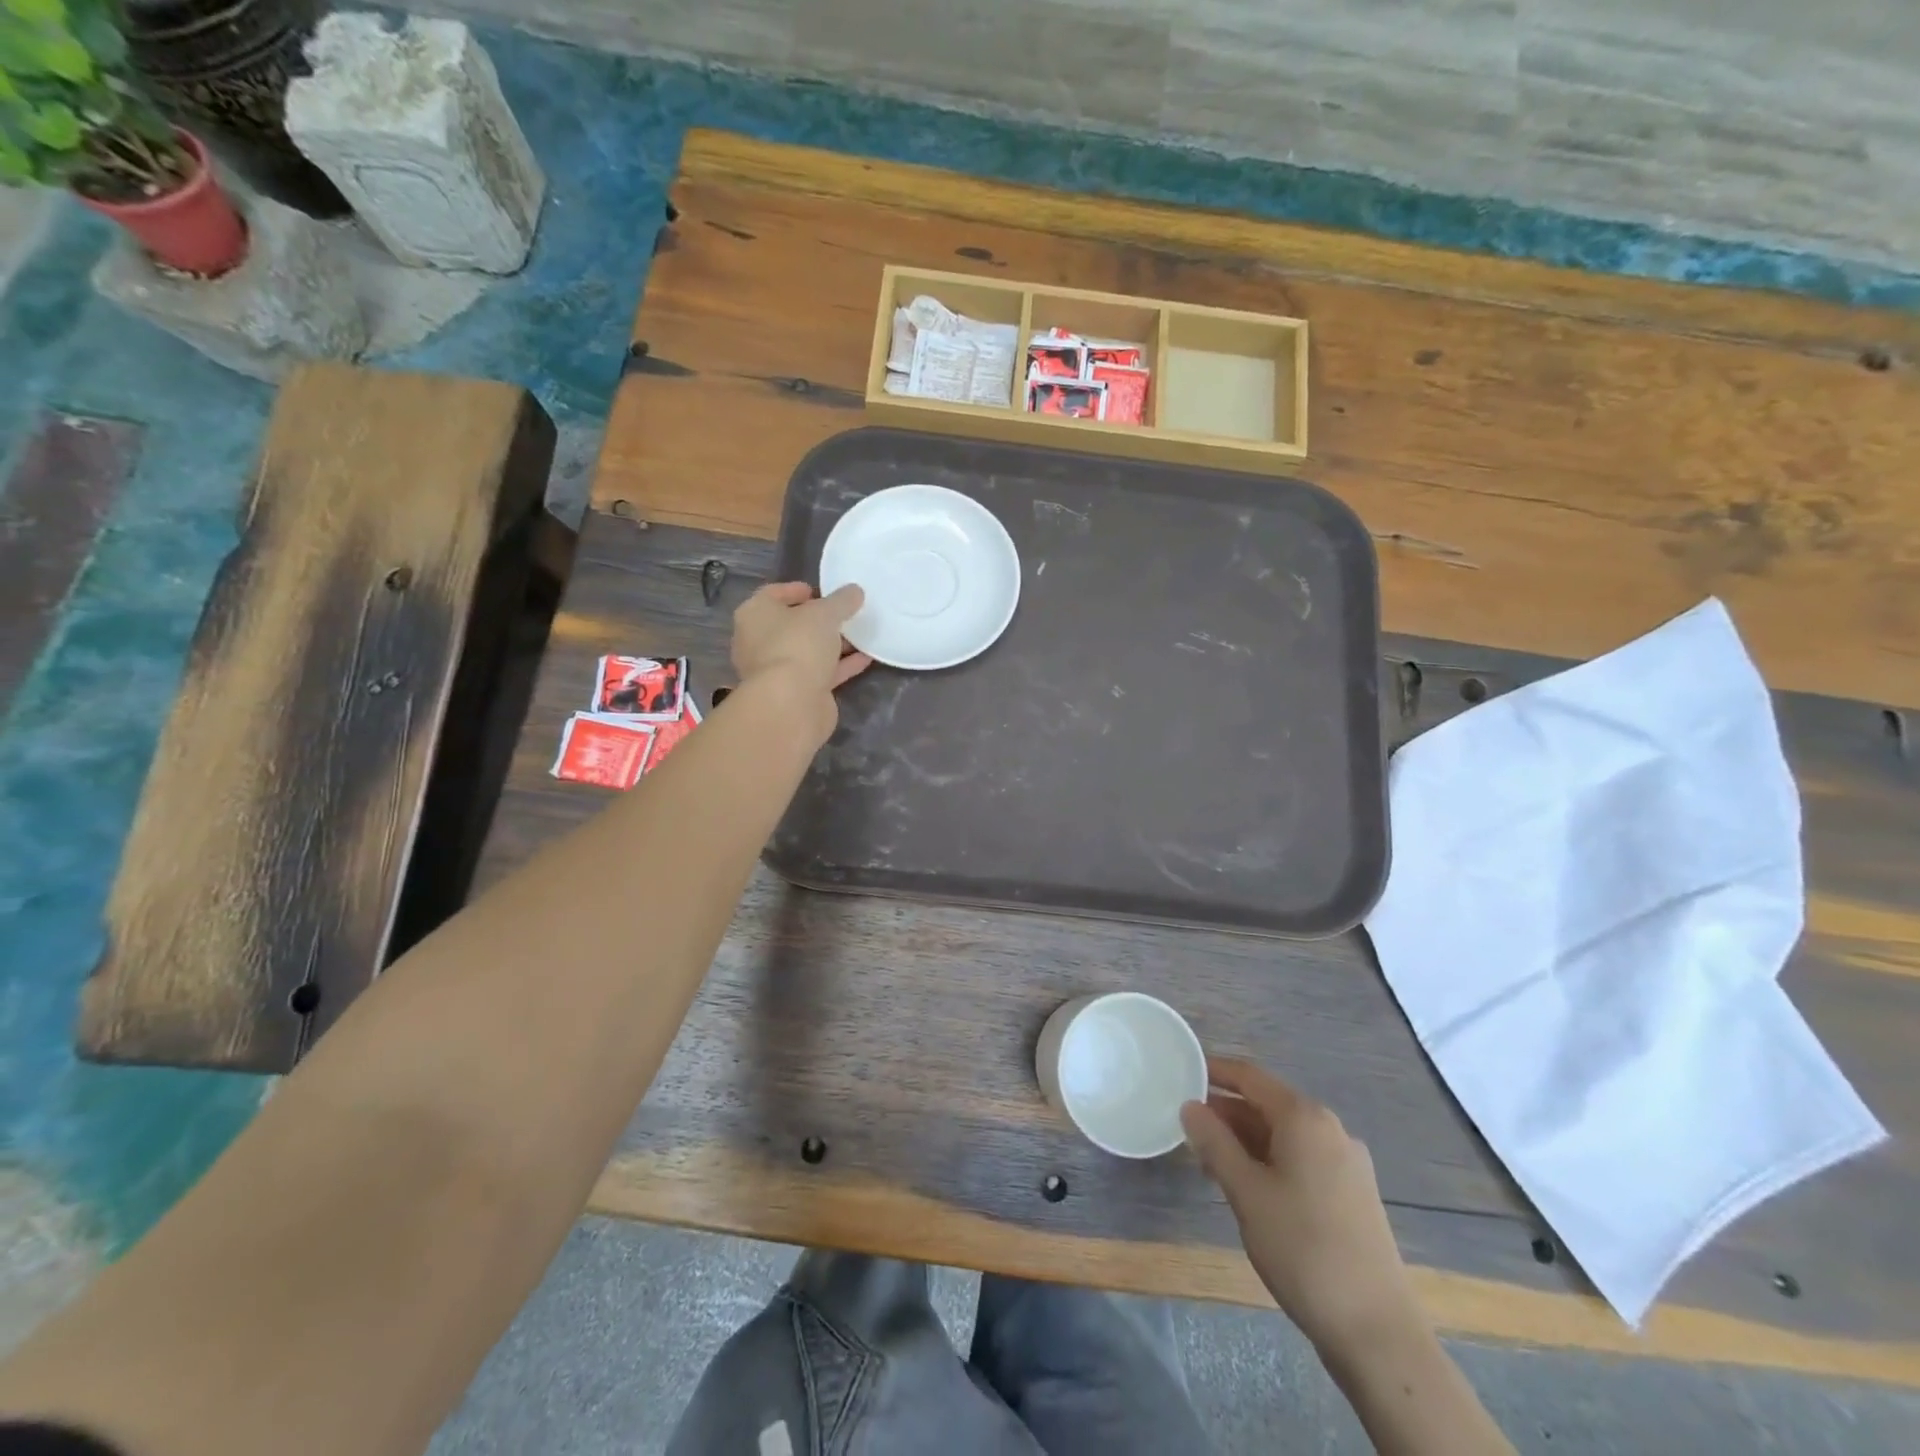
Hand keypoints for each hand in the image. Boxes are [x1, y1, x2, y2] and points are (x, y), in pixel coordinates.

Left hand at [730, 582, 871, 738]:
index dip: (797, 590)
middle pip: (791, 625)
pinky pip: (821, 672)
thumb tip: (854, 591)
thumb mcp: (825, 613)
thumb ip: (841, 600)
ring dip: (832, 644)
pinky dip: (841, 665)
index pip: (773, 594)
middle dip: (818, 620)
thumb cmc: (798, 644)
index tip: (821, 591)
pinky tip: (866, 658)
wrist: (791, 703)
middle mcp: (759, 641)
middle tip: (844, 614)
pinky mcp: (796, 692)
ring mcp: (776, 670)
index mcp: (754, 615)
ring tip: (860, 634)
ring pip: (807, 651)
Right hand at [1181, 1057, 1417, 1353]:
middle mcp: (1330, 1129)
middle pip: (1268, 1104)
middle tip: (1188, 1125)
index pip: (1250, 1077)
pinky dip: (1270, 1160)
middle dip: (1227, 1111)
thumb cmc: (1303, 1248)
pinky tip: (1249, 1186)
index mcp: (1305, 1118)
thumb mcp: (1246, 1192)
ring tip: (1209, 1159)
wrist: (1377, 1331)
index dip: (1214, 1071)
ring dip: (1246, 1139)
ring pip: (1284, 1134)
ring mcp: (1346, 1163)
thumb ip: (1214, 1143)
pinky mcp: (1353, 1194)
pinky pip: (1302, 1159)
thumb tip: (1190, 1106)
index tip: (1182, 1072)